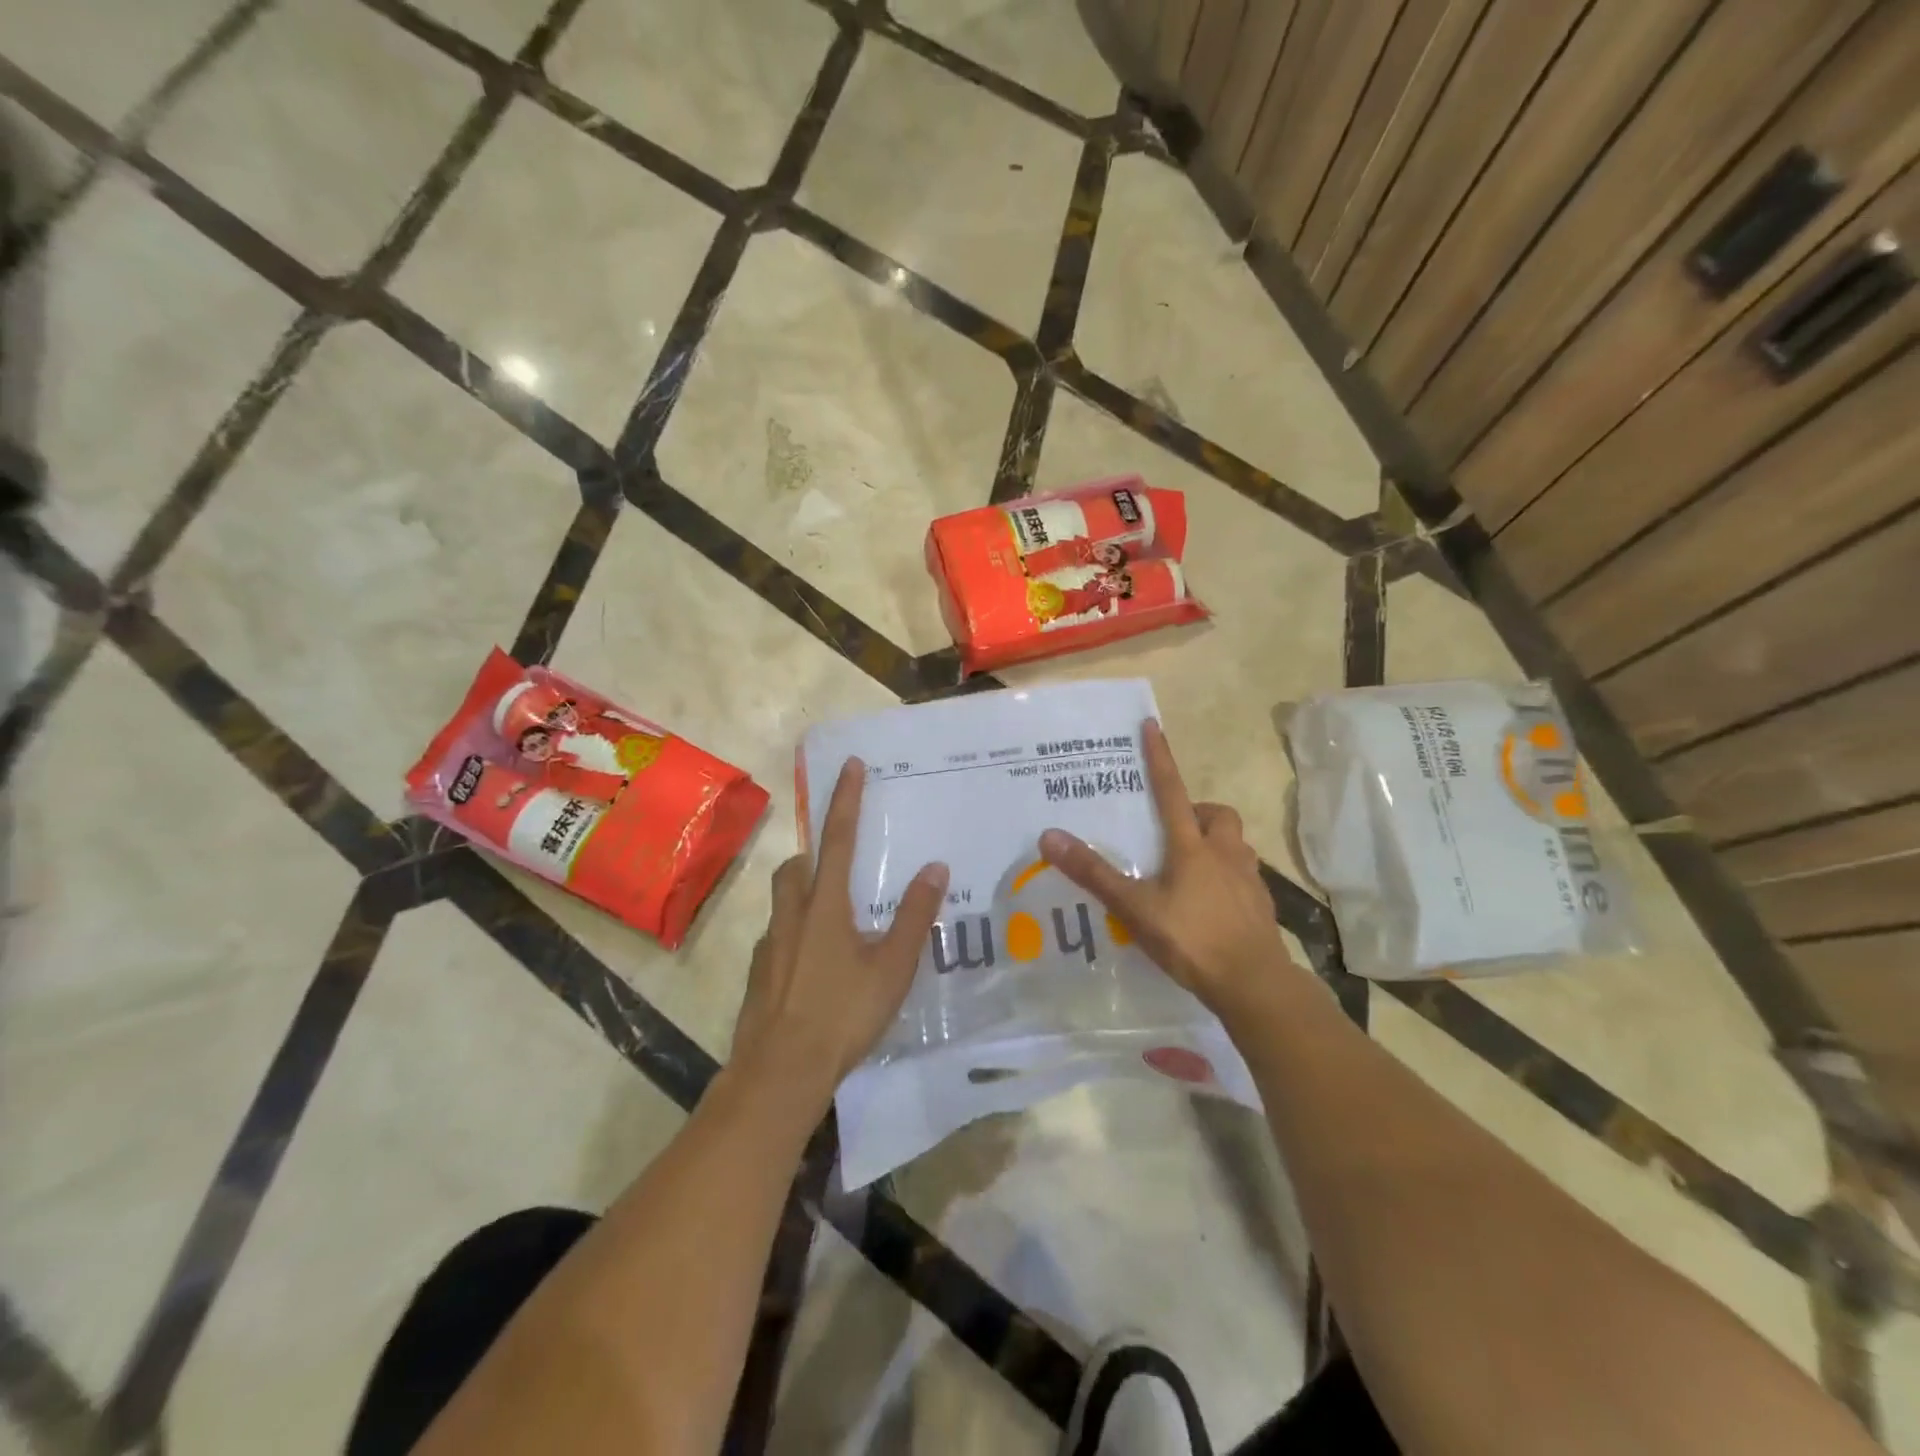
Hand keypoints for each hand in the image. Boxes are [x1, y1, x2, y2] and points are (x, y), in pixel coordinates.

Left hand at [730, 757, 949, 1105]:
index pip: (838, 839)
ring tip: (834, 918)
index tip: (850, 765)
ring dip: (803, 892)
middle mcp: (792, 916)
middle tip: (840, 864)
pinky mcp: (758, 974)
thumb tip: (934, 868)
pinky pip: (777, 937)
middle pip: (797, 867)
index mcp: (825, 906)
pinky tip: (814, 965)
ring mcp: (769, 945)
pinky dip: (795, 934)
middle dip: (815, 853)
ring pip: (783, 901)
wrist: (780, 1072)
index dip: (845, 800)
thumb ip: (915, 916)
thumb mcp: (892, 967)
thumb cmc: (843, 1015)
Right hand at [1039, 719, 1301, 1018]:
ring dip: (1215, 842)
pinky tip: (1211, 901)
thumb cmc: (1191, 939)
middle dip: (1197, 811)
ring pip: (1234, 843)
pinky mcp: (1261, 904)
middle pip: (1217, 815)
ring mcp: (1248, 879)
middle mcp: (1224, 853)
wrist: (1254, 984)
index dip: (1160, 759)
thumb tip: (1050, 836)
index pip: (1171, 791)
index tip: (1153, 726)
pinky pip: (1244, 875)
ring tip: (1191, 866)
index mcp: (1192, 847)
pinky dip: (1227, 875)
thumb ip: (1094, 874)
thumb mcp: (1135, 908)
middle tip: (1174, 829)